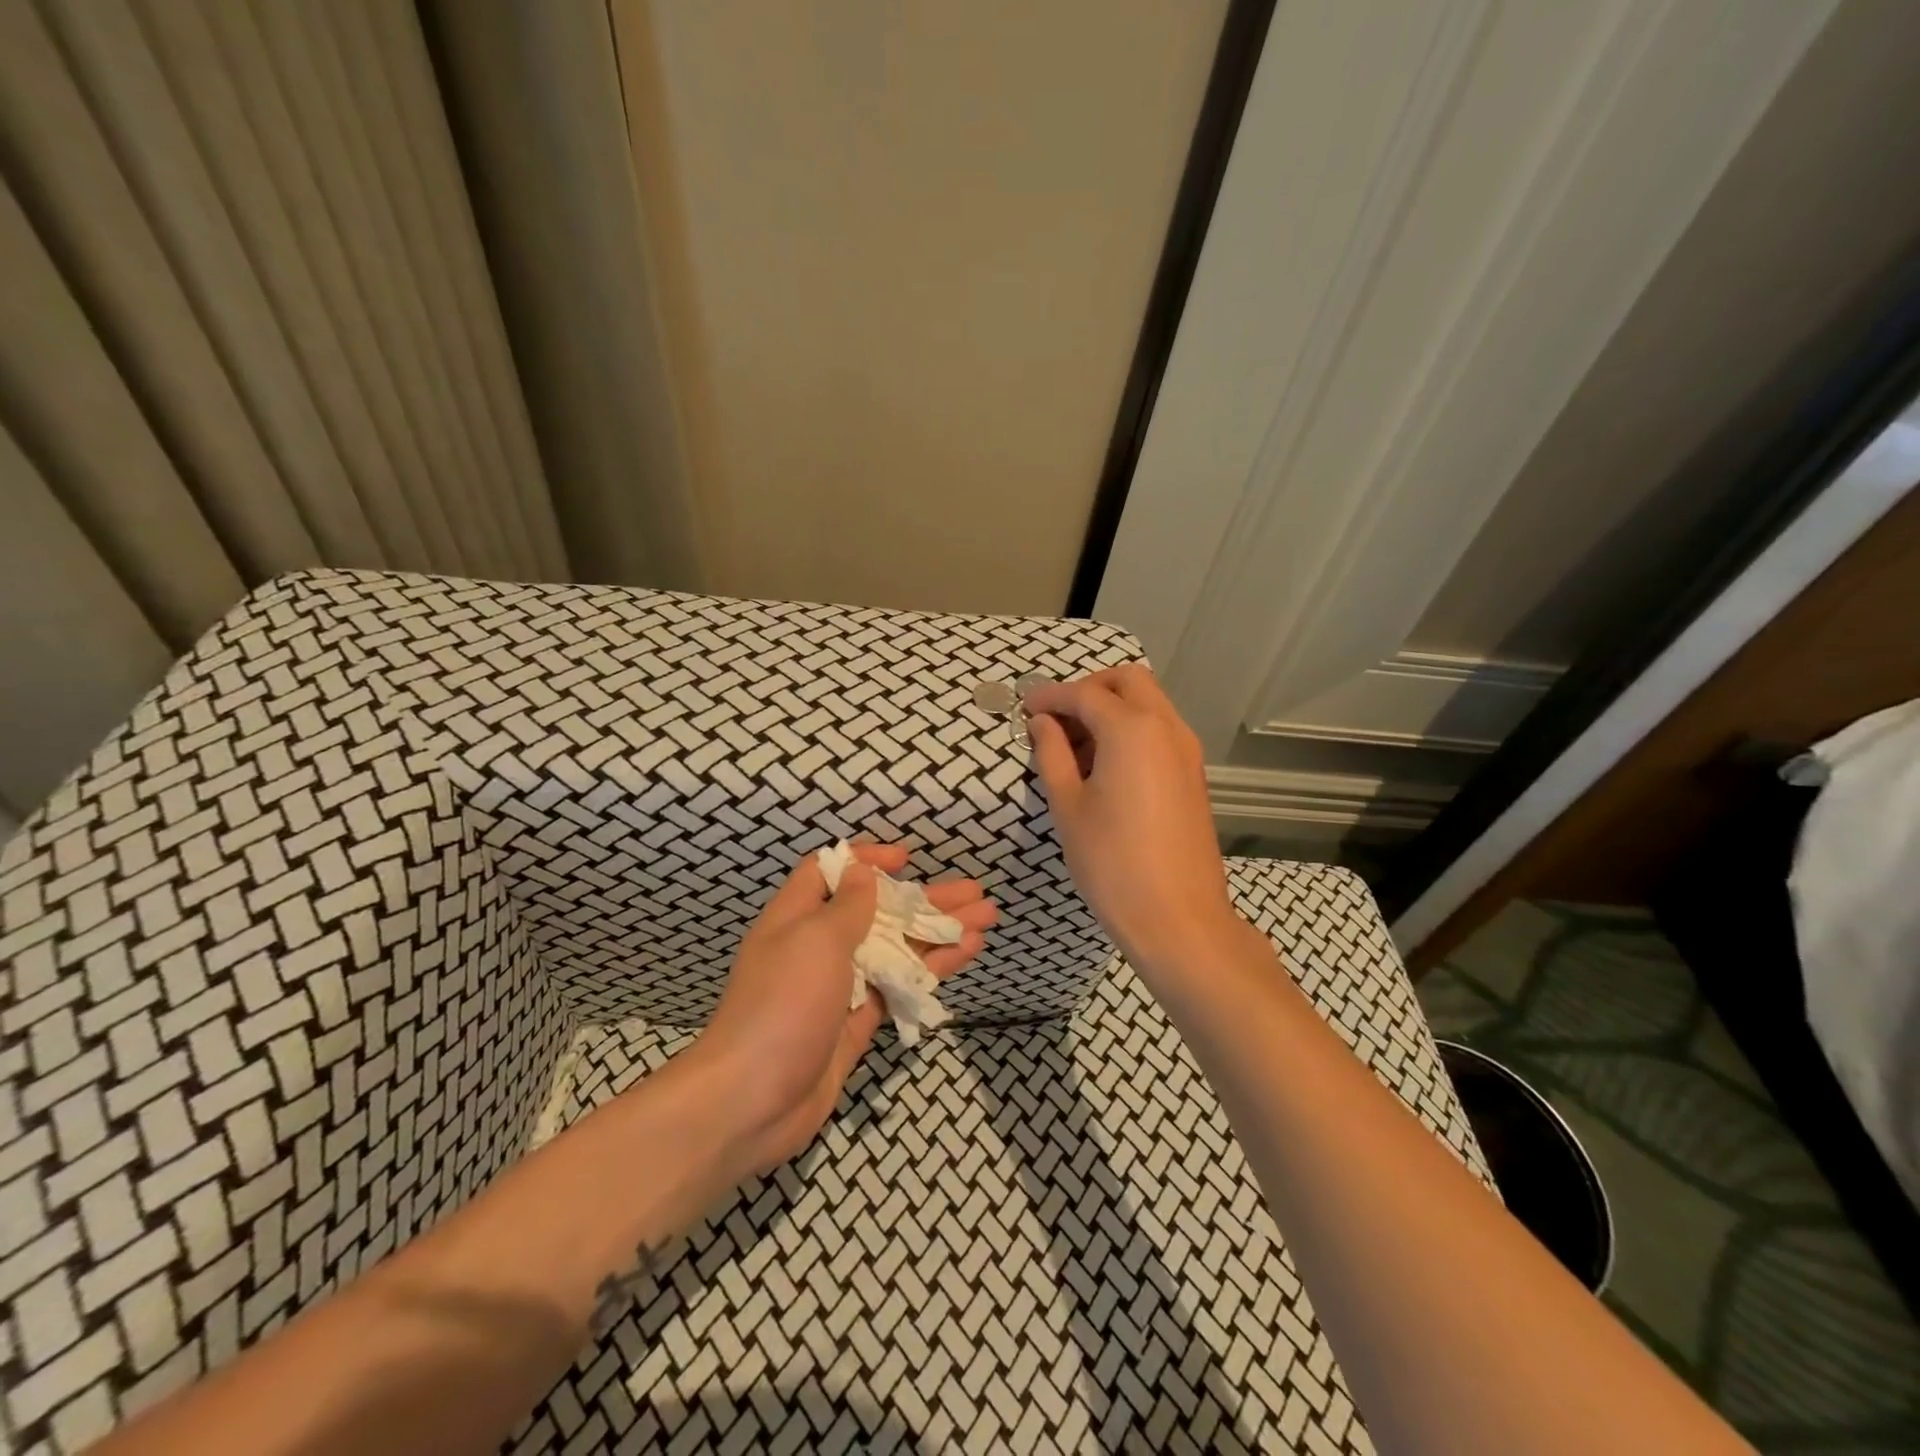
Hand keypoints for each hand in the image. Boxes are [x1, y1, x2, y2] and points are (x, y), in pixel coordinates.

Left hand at [692, 843, 993, 1174]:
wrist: (752, 1101)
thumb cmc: (783, 1004)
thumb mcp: (815, 940)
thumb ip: (847, 907)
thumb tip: (862, 872)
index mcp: (797, 917)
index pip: (831, 872)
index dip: (867, 860)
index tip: (907, 858)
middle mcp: (819, 946)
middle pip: (879, 911)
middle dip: (926, 899)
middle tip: (975, 891)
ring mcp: (841, 987)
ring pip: (897, 949)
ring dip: (940, 932)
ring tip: (987, 918)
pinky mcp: (859, 1022)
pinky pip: (899, 985)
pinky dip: (932, 969)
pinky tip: (965, 954)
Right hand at [1026, 665, 1237, 970]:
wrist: (1178, 918)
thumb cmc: (1112, 863)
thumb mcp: (1068, 806)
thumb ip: (1052, 754)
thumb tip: (1042, 722)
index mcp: (1132, 730)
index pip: (1084, 694)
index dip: (1050, 696)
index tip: (1024, 705)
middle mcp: (1166, 727)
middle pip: (1127, 680)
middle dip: (1089, 688)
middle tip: (1057, 718)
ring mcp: (1186, 749)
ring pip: (1149, 702)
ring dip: (1112, 707)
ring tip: (1076, 747)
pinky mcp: (1193, 773)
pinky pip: (1160, 729)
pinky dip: (1132, 728)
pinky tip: (1106, 765)